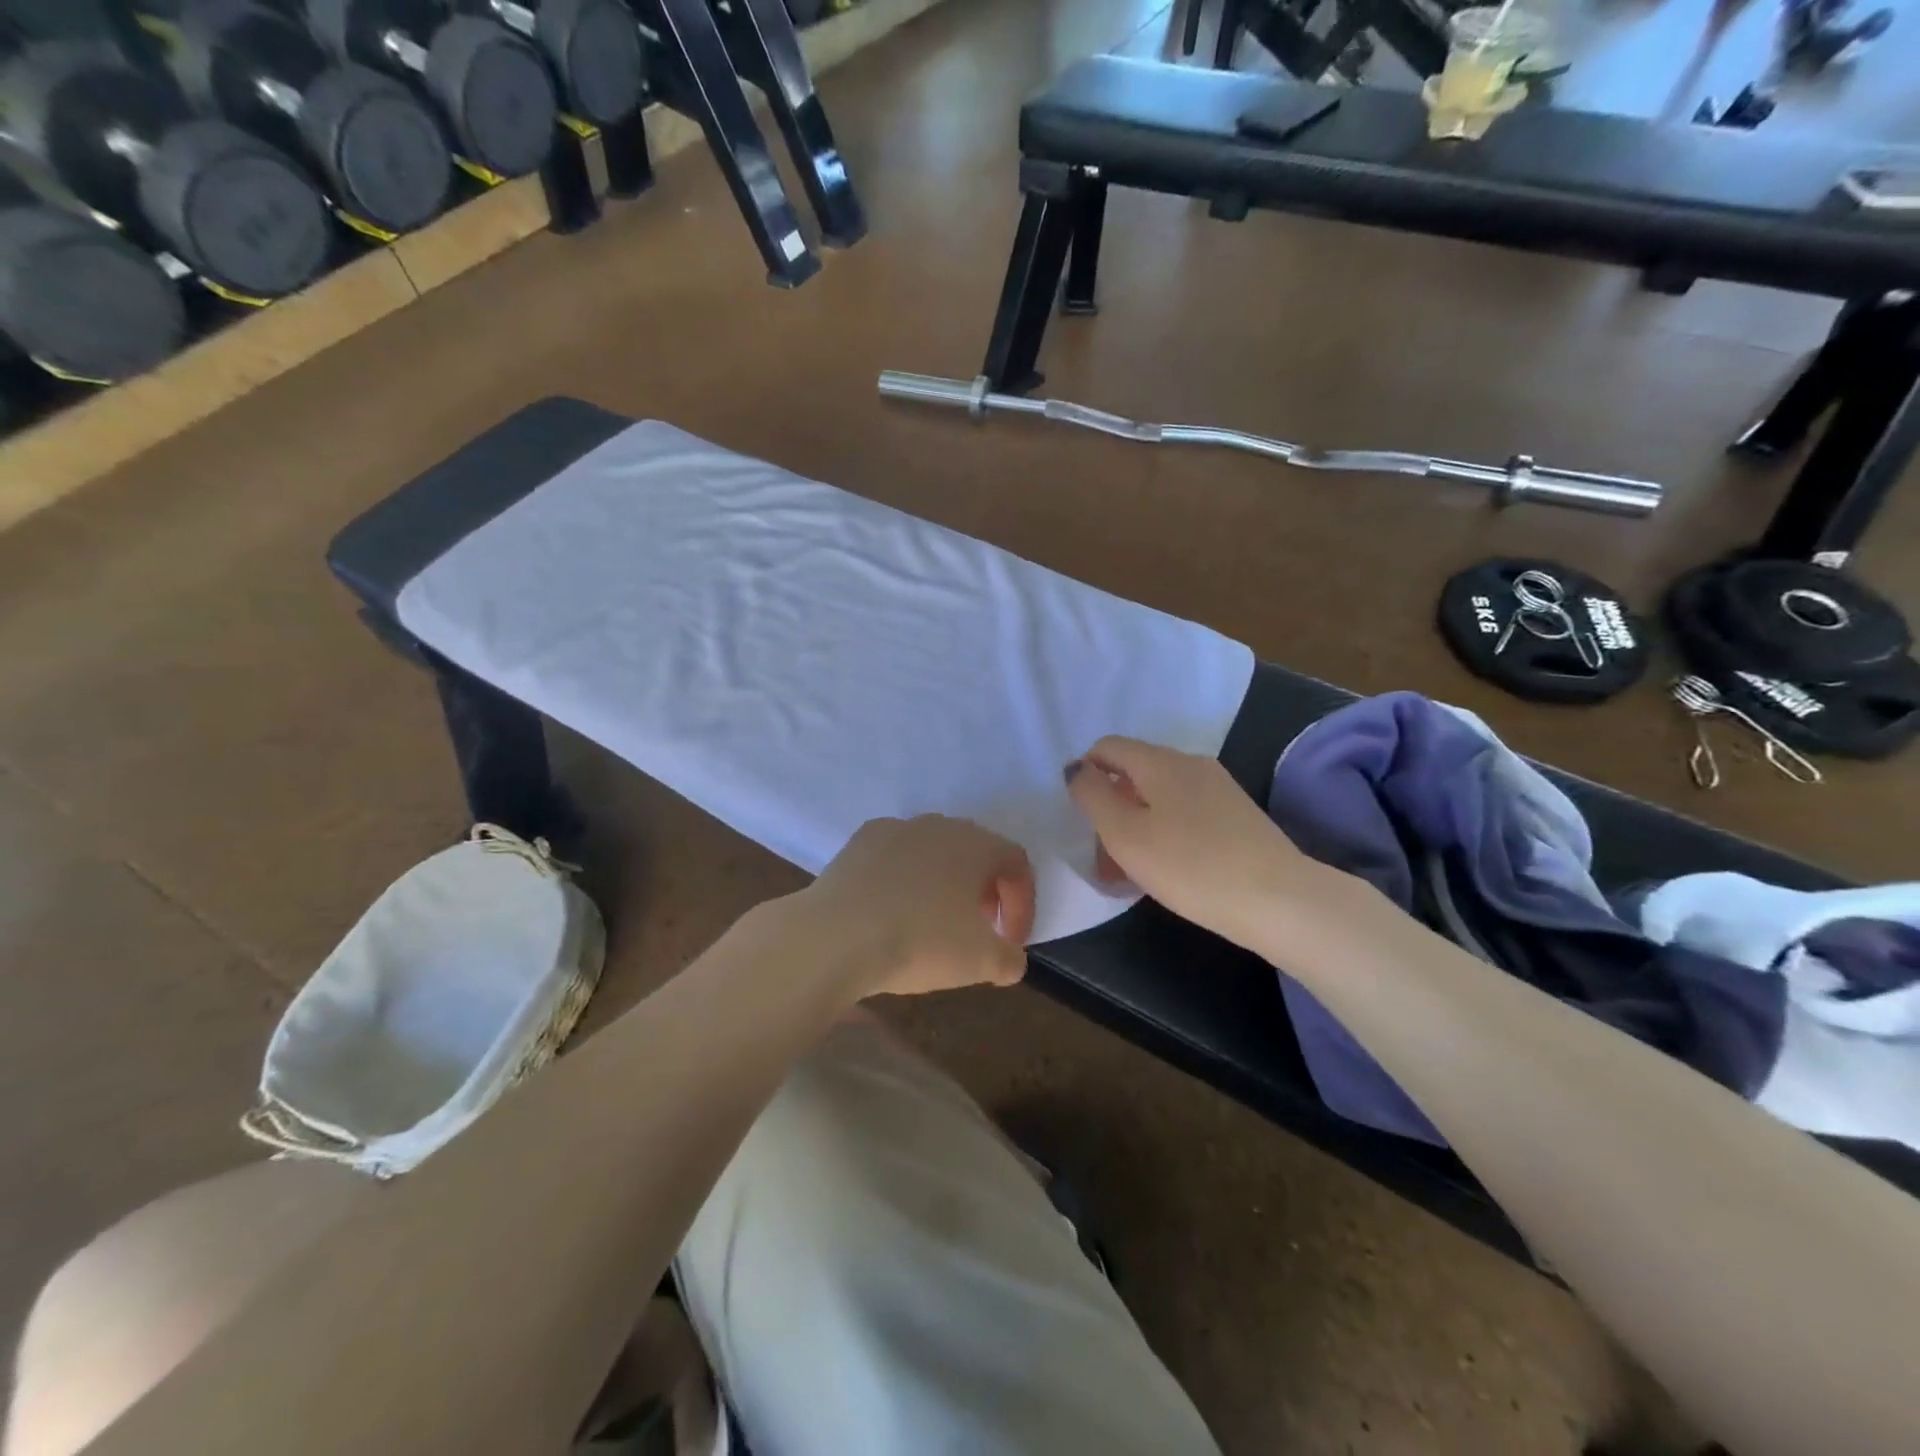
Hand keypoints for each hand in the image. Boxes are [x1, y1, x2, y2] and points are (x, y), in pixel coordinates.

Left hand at [797, 815, 1035, 997]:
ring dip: (943, 883)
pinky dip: (904, 880)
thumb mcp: (982, 962)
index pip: (1016, 863)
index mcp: (976, 844)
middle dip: (984, 891)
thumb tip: (1011, 959)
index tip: (1012, 941)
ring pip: (933, 852)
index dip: (1022, 903)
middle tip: (978, 930)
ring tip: (933, 922)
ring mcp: (895, 828)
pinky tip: (892, 911)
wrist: (835, 935)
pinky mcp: (859, 841)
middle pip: (975, 852)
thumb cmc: (920, 941)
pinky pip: (895, 857)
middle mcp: (939, 825)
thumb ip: (1010, 959)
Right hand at [1065, 737, 1330, 952]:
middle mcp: (1190, 762)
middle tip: (1103, 857)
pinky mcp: (1237, 814)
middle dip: (1110, 807)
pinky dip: (1165, 832)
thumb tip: (1077, 769)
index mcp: (1160, 761)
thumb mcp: (1125, 835)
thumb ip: (1093, 796)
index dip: (1085, 774)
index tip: (1081, 819)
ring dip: (1136, 825)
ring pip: (1159, 795)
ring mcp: (1218, 787)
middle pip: (1134, 772)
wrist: (1280, 900)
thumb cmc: (1191, 866)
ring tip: (1131, 872)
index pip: (1107, 747)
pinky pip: (1185, 812)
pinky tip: (1169, 869)